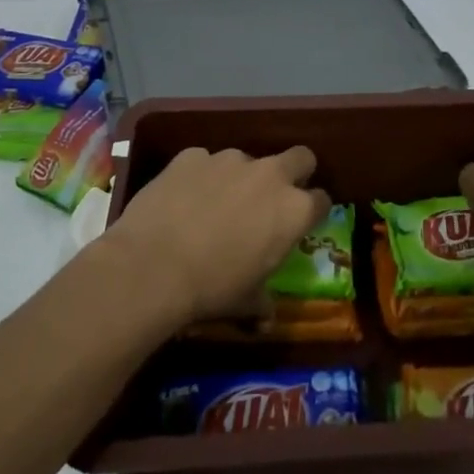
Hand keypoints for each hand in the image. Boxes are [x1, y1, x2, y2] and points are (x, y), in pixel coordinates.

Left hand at [101, 147, 329, 325]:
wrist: (152, 266)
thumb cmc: (212, 289)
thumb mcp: (245, 303)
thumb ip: (262, 302)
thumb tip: (265, 317)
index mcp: (294, 210)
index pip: (322, 200)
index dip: (312, 212)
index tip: (300, 224)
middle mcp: (269, 175)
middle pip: (300, 157)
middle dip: (294, 172)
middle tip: (272, 199)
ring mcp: (229, 159)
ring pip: (246, 160)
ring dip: (238, 178)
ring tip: (214, 206)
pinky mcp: (192, 155)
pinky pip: (203, 162)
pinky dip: (199, 177)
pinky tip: (181, 200)